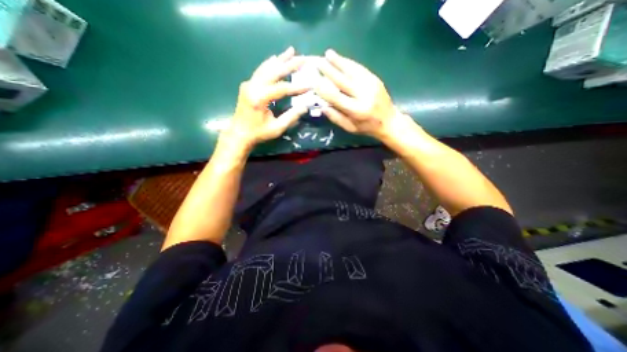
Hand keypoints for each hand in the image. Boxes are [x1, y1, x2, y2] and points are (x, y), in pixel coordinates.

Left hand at [226, 46, 310, 150]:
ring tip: (291, 51)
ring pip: (266, 67)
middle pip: (274, 71)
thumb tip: (305, 107)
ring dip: (280, 59)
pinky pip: (260, 71)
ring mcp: (249, 84)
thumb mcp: (276, 128)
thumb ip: (291, 117)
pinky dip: (269, 64)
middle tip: (303, 58)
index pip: (282, 88)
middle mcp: (253, 86)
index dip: (297, 87)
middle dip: (290, 65)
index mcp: (260, 98)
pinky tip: (275, 58)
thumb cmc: (258, 133)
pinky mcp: (248, 85)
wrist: (239, 133)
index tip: (310, 85)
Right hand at [313, 49, 400, 140]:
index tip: (314, 82)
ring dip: (339, 61)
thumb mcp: (350, 128)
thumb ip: (336, 118)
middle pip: (343, 81)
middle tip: (318, 63)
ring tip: (328, 54)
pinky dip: (349, 63)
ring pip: (352, 71)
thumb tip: (322, 106)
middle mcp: (364, 96)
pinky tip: (342, 59)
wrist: (389, 121)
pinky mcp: (375, 79)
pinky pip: (360, 69)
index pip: (336, 98)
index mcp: (357, 111)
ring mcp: (371, 85)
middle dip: (329, 71)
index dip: (324, 90)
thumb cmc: (367, 127)